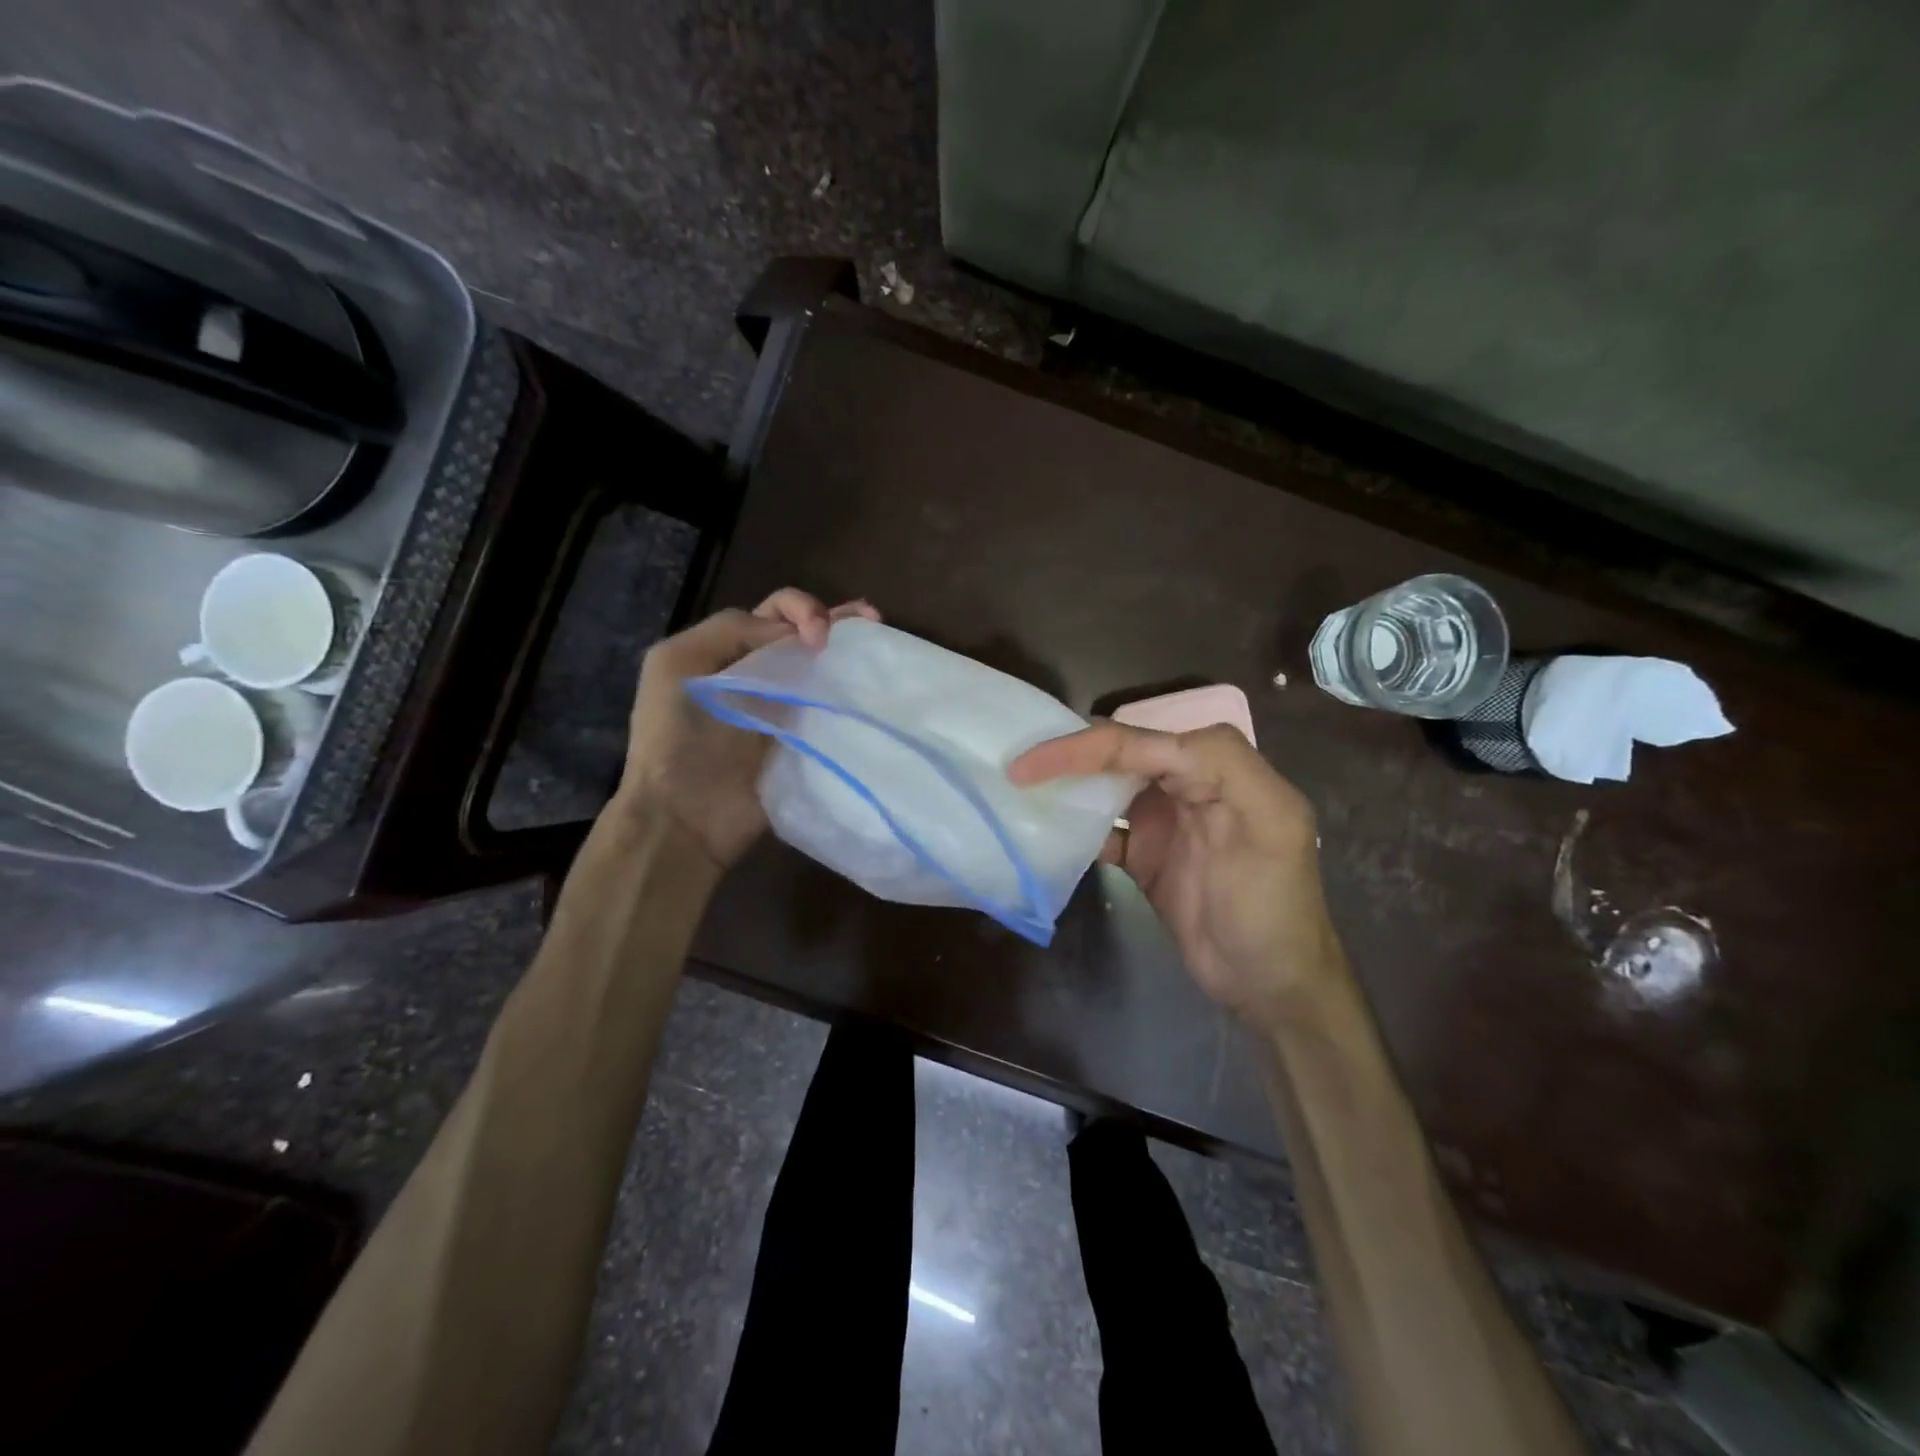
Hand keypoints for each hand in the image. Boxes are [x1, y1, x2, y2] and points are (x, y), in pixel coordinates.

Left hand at [617, 589, 878, 870]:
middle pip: (804, 634)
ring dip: (852, 648)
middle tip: (869, 620)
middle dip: (835, 618)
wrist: (686, 816)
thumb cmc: (675, 738)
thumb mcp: (678, 664)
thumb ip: (732, 632)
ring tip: (880, 634)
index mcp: (725, 650)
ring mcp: (787, 709)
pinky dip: (853, 694)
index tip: (815, 640)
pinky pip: (833, 711)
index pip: (774, 613)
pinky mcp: (806, 742)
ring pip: (823, 668)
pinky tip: (875, 686)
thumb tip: (795, 636)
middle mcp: (759, 673)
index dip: (800, 612)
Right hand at [1009, 722, 1343, 1026]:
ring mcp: (1167, 819)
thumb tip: (1146, 748)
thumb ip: (1221, 771)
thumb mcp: (1269, 829)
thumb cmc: (1272, 908)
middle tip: (1015, 763)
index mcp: (1221, 768)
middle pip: (1122, 753)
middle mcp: (1191, 784)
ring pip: (1109, 785)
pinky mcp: (1148, 853)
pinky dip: (1076, 825)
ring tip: (1019, 786)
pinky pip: (1105, 827)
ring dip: (1069, 783)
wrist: (1270, 986)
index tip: (1030, 763)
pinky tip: (1045, 829)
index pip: (1144, 742)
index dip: (1087, 746)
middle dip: (1070, 754)